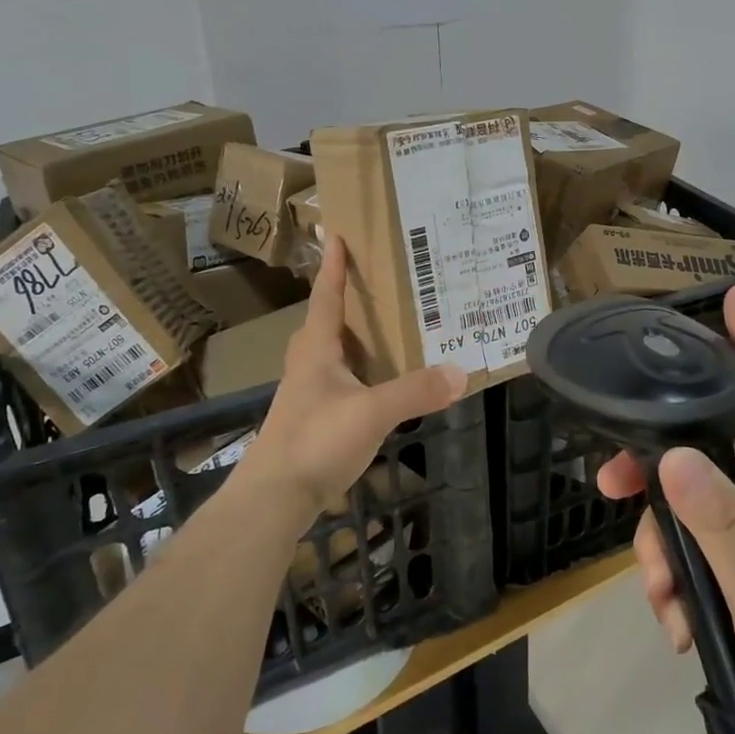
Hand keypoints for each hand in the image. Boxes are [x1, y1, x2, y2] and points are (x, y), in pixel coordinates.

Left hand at [234, 236, 466, 523]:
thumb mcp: (372, 413)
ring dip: (350, 338)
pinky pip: (336, 382)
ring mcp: (306, 395)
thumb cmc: (315, 441)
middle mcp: (307, 366)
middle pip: (323, 323)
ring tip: (381, 330)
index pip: (326, 298)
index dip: (332, 268)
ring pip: (328, 354)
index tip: (335, 235)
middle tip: (370, 285)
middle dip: (341, 301)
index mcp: (316, 351)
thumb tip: (461, 371)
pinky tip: (375, 384)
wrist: (272, 497)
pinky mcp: (311, 421)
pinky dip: (356, 372)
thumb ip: (415, 391)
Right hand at [597, 284, 734, 733]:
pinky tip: (678, 623)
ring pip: (698, 503)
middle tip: (611, 485)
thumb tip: (672, 453)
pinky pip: (707, 546)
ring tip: (660, 600)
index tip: (734, 296)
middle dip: (657, 464)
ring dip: (666, 543)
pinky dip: (684, 577)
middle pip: (711, 448)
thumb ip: (720, 525)